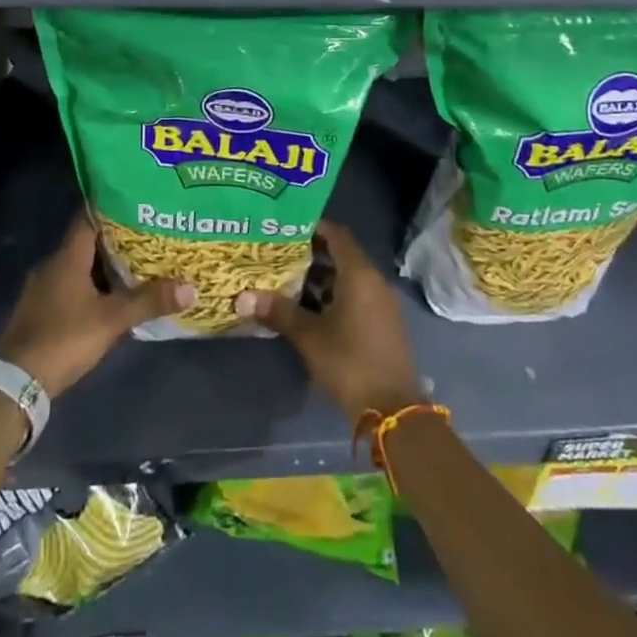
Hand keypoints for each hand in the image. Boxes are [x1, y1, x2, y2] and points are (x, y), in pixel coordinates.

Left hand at [0, 211, 194, 397]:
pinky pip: (69, 287)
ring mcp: (42, 289)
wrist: (17, 382)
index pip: (88, 219)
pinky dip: (90, 287)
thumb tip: (190, 287)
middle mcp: (52, 265)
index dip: (111, 209)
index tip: (136, 204)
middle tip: (146, 236)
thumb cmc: (65, 338)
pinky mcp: (40, 311)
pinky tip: (109, 297)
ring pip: (78, 267)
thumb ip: (149, 302)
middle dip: (114, 240)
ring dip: (102, 266)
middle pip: (86, 243)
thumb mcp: (112, 320)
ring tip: (135, 265)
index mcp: (66, 258)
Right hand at [235, 220, 422, 418]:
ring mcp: (380, 303)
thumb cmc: (350, 362)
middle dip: (310, 253)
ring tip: (286, 279)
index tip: (285, 227)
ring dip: (320, 277)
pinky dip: (332, 295)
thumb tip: (243, 297)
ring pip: (347, 277)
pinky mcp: (381, 323)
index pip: (337, 234)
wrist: (392, 410)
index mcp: (359, 274)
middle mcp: (373, 281)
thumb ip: (279, 312)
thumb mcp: (309, 336)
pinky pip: (354, 295)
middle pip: (341, 254)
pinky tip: (307, 308)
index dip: (313, 227)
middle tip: (278, 253)